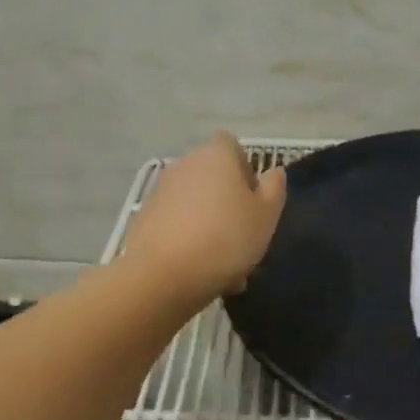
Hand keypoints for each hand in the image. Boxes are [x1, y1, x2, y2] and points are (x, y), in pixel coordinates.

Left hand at [123, 132, 287, 301]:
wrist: (163, 274)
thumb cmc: (226, 238)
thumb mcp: (266, 215)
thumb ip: (274, 188)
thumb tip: (273, 171)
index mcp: (216, 156)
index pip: (231, 145)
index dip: (245, 168)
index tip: (253, 199)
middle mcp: (185, 165)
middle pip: (213, 178)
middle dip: (228, 204)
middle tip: (243, 239)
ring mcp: (161, 192)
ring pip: (196, 206)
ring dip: (211, 227)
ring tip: (225, 266)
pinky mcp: (145, 219)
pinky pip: (177, 225)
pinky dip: (189, 242)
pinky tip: (200, 272)